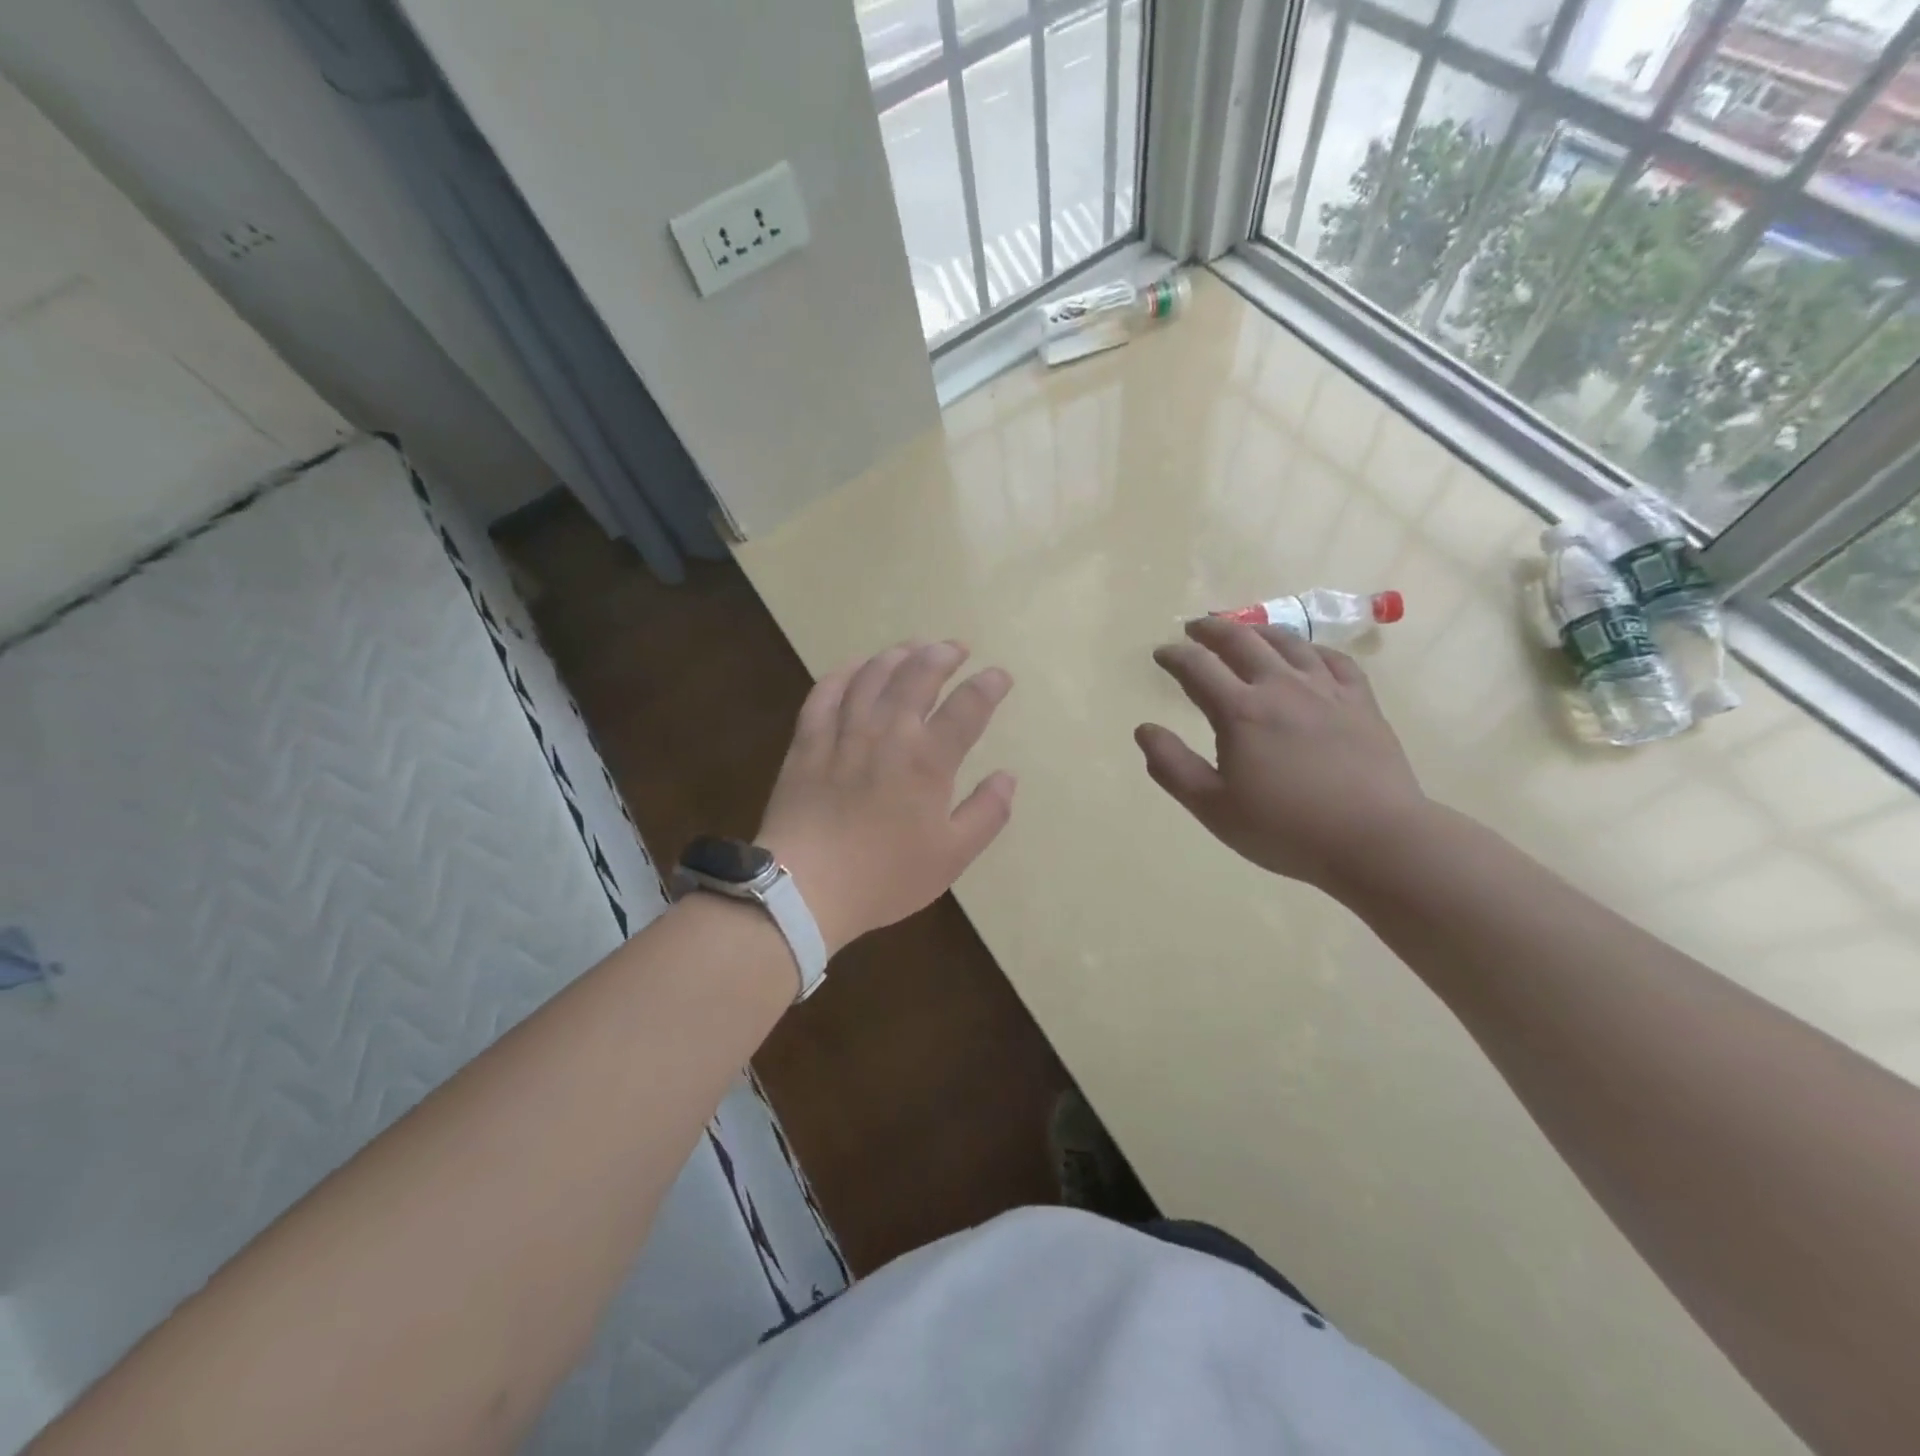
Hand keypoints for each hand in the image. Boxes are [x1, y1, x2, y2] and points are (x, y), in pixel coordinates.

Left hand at [758, 640, 1016, 954]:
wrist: (804, 888)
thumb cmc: (884, 876)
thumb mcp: (952, 856)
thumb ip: (987, 813)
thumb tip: (1009, 776)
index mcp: (928, 760)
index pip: (968, 706)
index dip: (989, 685)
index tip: (1000, 676)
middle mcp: (888, 733)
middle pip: (918, 674)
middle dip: (942, 654)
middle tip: (956, 648)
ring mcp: (844, 732)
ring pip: (873, 675)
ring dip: (898, 654)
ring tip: (913, 648)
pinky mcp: (808, 741)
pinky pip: (825, 691)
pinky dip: (845, 672)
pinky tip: (856, 667)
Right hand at [1136, 616, 1428, 893]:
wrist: (1375, 839)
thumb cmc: (1285, 829)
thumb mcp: (1213, 807)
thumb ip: (1171, 766)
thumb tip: (1144, 729)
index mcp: (1240, 711)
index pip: (1197, 668)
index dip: (1174, 656)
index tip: (1161, 653)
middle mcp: (1281, 687)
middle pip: (1241, 641)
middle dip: (1211, 630)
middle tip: (1195, 628)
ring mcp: (1326, 690)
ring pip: (1287, 642)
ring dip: (1257, 630)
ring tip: (1244, 631)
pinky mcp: (1360, 702)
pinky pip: (1333, 659)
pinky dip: (1310, 649)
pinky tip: (1305, 654)